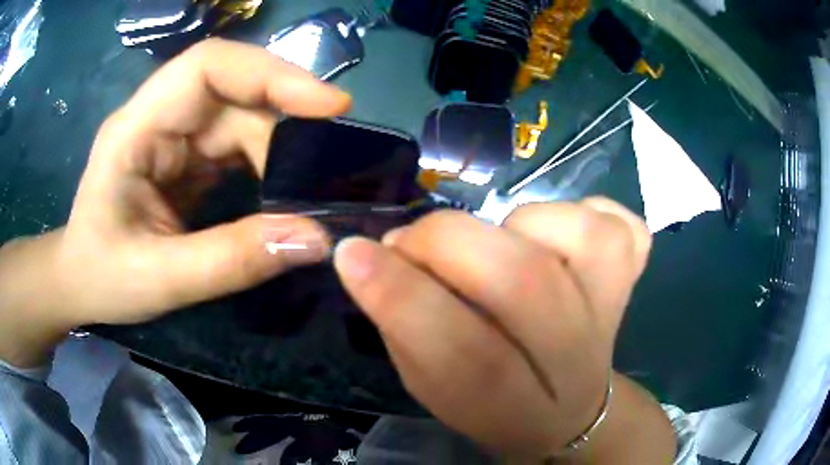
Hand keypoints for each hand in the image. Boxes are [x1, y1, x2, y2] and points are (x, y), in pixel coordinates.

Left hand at [0, 39, 351, 364]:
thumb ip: (233, 260)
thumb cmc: (102, 278)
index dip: (269, 73)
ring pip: (242, 117)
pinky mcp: (187, 157)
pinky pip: (238, 145)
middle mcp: (158, 118)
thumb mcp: (161, 280)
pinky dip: (269, 163)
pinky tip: (286, 189)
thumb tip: (315, 239)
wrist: (81, 282)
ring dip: (281, 147)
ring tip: (311, 186)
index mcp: (135, 130)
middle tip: (330, 165)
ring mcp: (173, 135)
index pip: (207, 66)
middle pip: (233, 92)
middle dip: (284, 123)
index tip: (327, 105)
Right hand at [333, 198, 657, 459]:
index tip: (352, 255)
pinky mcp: (633, 277)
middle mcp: (578, 360)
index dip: (402, 297)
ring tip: (494, 247)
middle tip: (411, 241)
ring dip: (518, 226)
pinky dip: (583, 212)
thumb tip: (368, 257)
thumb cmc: (493, 402)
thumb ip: (402, 328)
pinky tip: (558, 238)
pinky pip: (619, 225)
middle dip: (448, 243)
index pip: (465, 356)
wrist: (573, 411)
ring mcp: (616, 310)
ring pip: (583, 238)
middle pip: (527, 284)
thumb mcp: (432, 388)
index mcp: (517, 409)